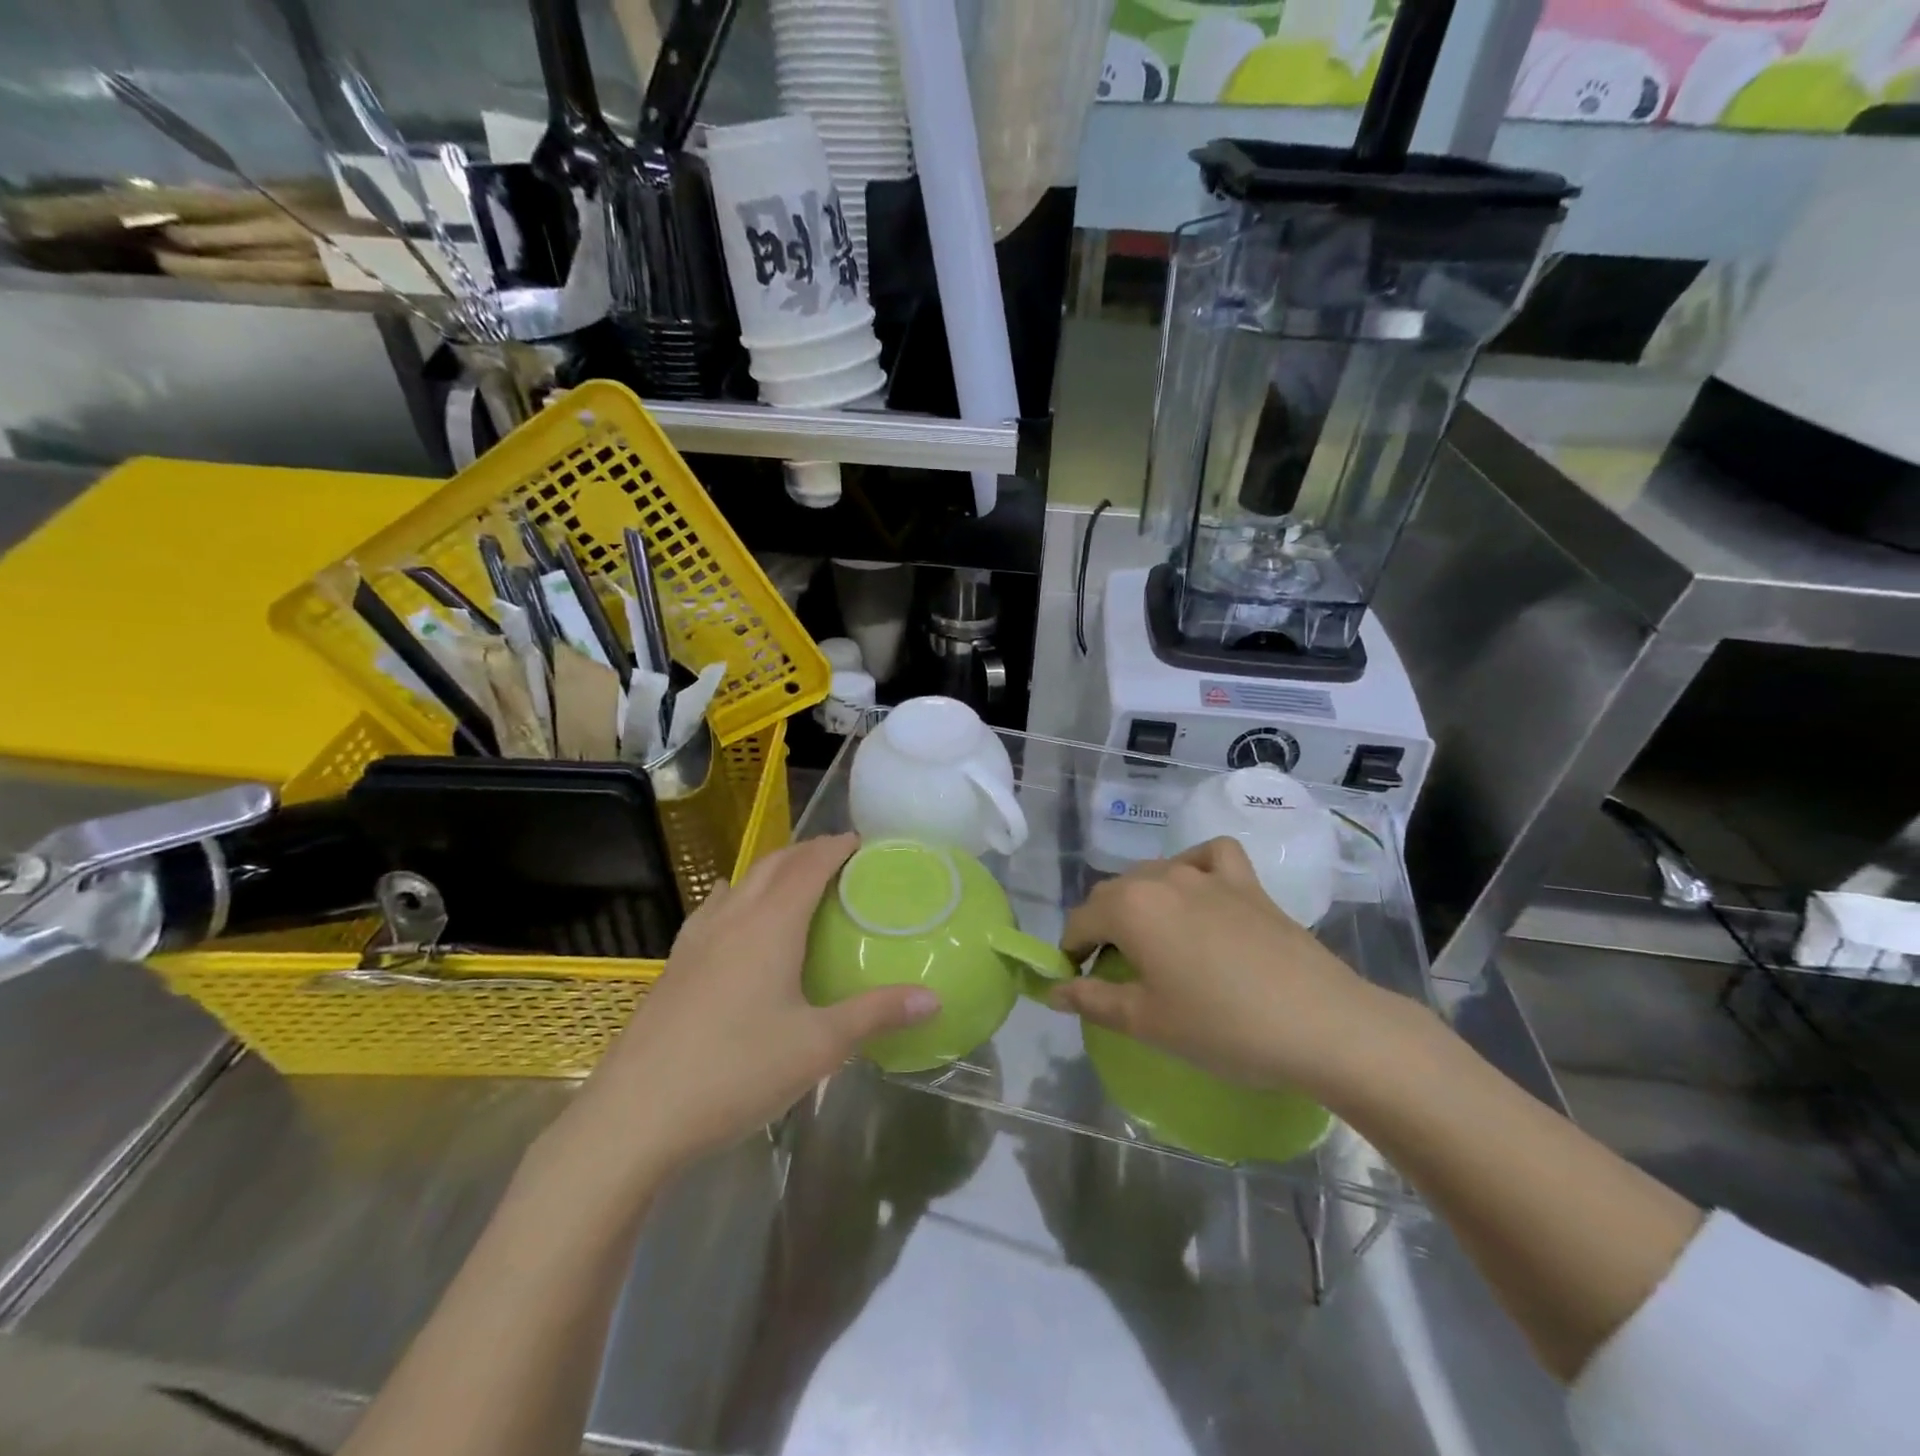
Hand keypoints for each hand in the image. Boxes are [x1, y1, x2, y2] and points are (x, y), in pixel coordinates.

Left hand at [572, 834, 938, 1173]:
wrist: (634, 1116)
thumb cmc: (736, 1071)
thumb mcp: (818, 1046)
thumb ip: (876, 1014)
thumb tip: (934, 998)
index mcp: (770, 924)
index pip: (809, 865)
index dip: (836, 847)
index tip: (862, 841)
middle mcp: (733, 918)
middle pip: (774, 864)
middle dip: (807, 851)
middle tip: (839, 859)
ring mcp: (696, 939)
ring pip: (741, 882)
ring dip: (773, 871)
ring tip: (797, 884)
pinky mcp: (675, 965)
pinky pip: (715, 909)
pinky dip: (740, 896)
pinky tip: (738, 920)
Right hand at [1050, 837, 1405, 1099]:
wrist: (1322, 1024)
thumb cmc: (1223, 1028)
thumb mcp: (1147, 1023)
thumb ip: (1092, 1000)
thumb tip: (1053, 990)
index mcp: (1130, 907)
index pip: (1080, 920)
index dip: (1070, 951)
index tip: (1077, 982)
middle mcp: (1162, 877)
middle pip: (1112, 893)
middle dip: (1101, 927)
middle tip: (1114, 972)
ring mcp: (1207, 874)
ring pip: (1154, 874)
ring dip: (1140, 902)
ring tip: (1154, 942)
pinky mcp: (1247, 881)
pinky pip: (1208, 857)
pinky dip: (1194, 868)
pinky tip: (1199, 891)